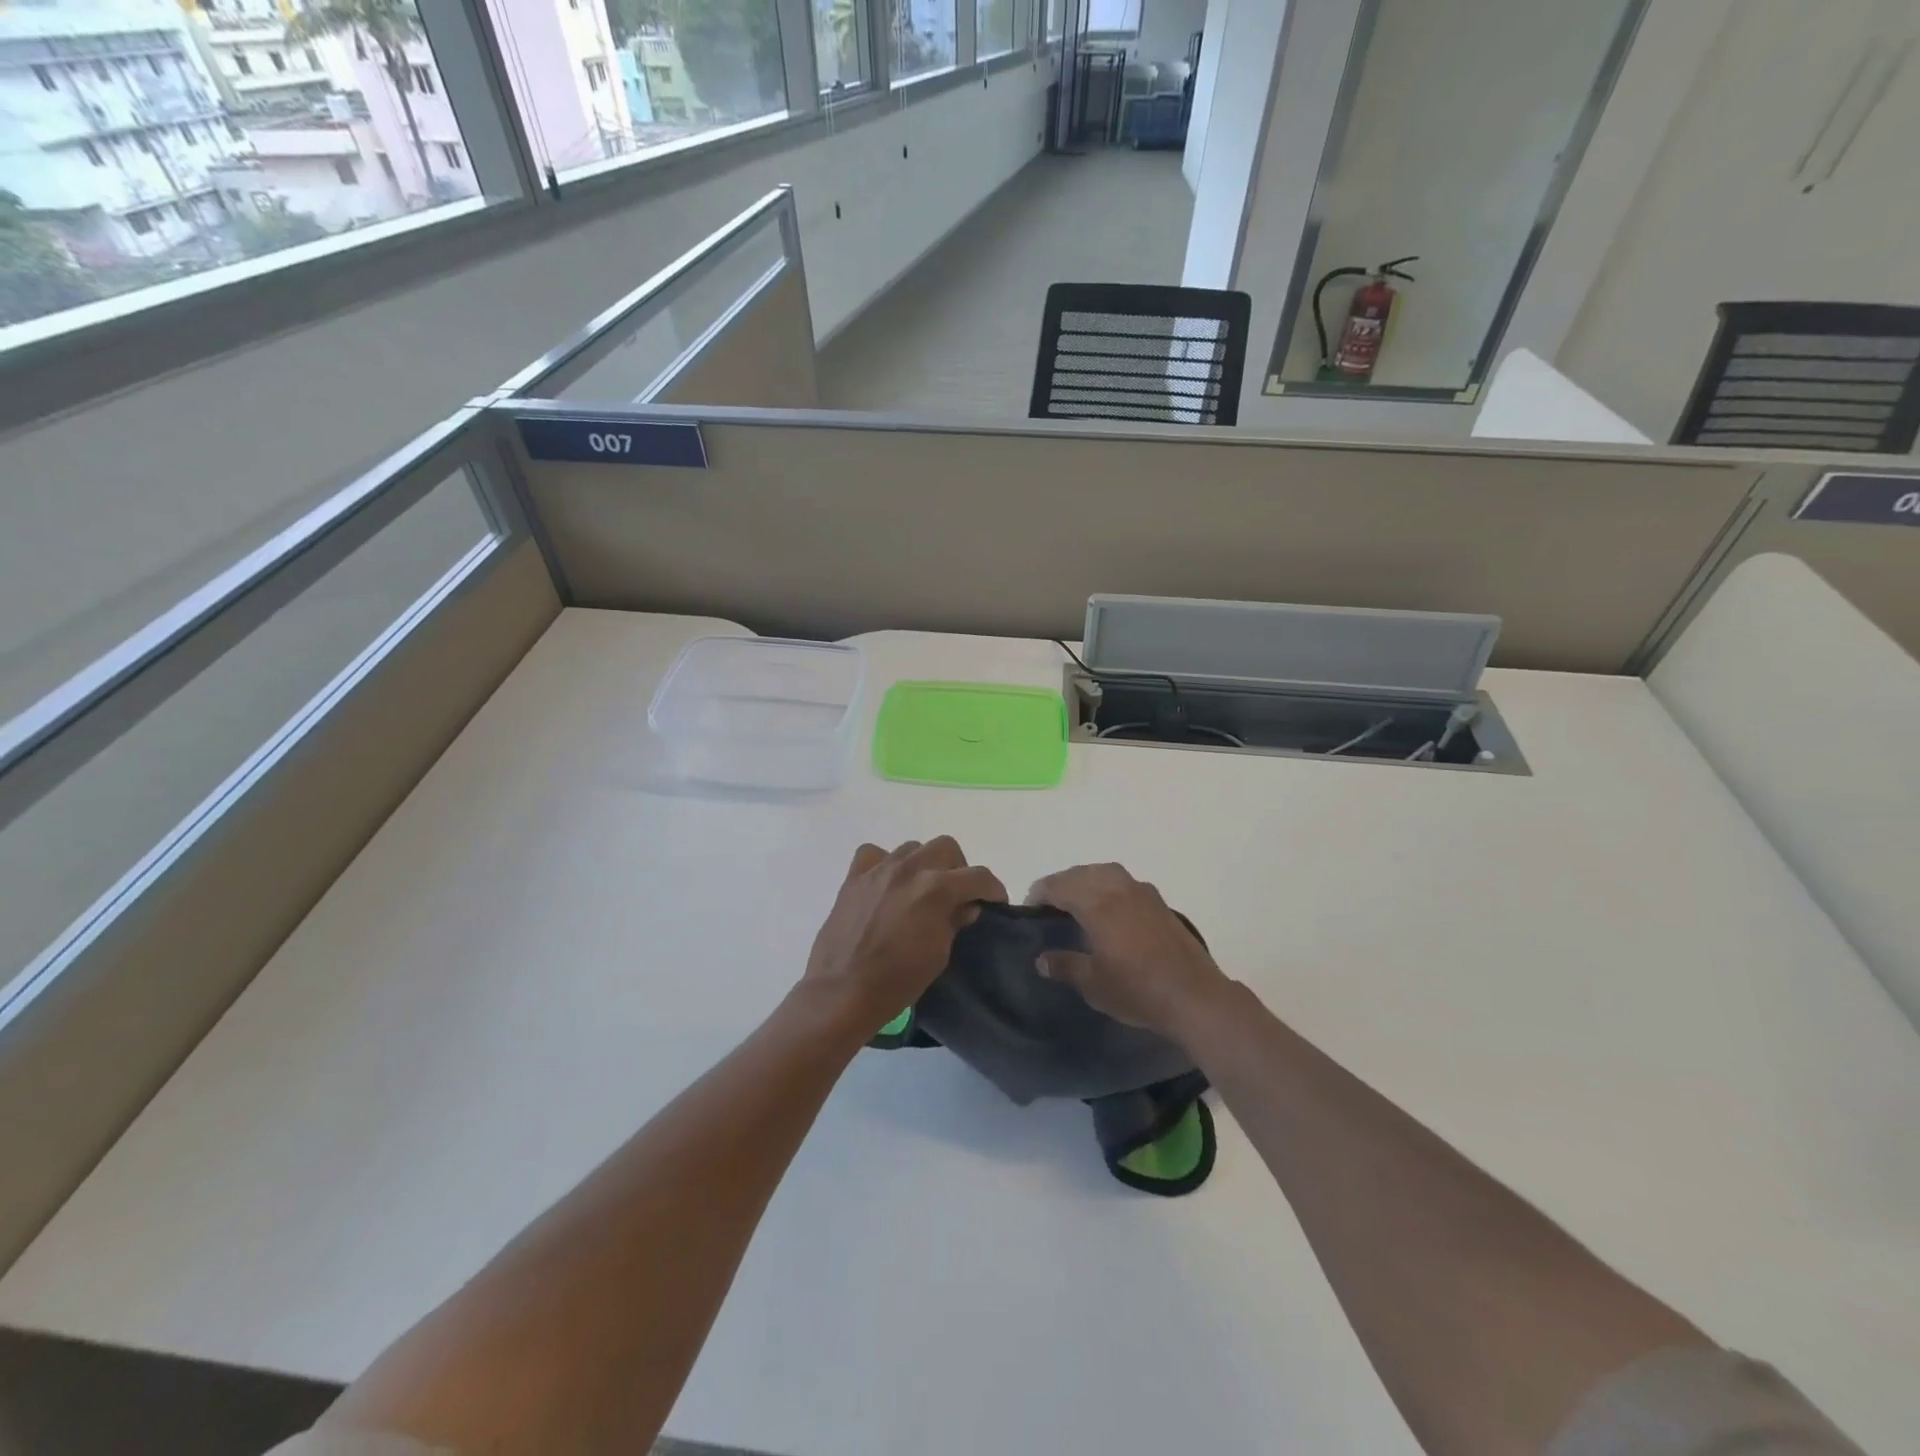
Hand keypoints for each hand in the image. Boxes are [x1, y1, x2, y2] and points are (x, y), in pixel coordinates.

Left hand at [803, 837, 1006, 1034]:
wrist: (842, 992)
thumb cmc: (897, 981)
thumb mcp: (939, 955)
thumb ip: (955, 921)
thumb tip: (966, 905)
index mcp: (936, 889)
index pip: (978, 876)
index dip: (993, 888)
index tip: (996, 902)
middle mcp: (909, 869)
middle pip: (946, 847)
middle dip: (958, 868)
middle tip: (957, 894)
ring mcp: (878, 869)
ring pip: (912, 847)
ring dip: (924, 864)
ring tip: (921, 890)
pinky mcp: (853, 878)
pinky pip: (874, 854)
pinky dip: (885, 863)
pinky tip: (886, 883)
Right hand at [1027, 863, 1232, 1040]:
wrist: (1195, 997)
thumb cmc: (1138, 991)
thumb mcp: (1093, 984)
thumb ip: (1065, 966)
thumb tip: (1041, 959)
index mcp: (1097, 904)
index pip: (1059, 886)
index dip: (1040, 893)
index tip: (1029, 908)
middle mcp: (1118, 889)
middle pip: (1081, 873)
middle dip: (1061, 883)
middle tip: (1049, 904)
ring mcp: (1142, 892)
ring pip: (1105, 872)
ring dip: (1086, 879)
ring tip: (1077, 901)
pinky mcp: (1159, 902)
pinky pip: (1124, 882)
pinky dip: (1108, 885)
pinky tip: (1110, 908)